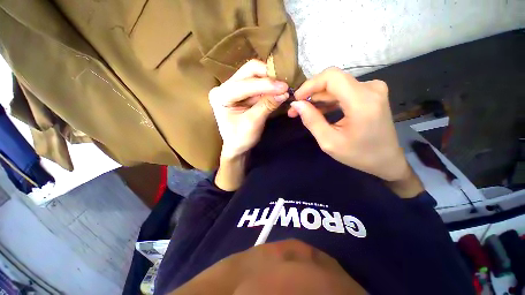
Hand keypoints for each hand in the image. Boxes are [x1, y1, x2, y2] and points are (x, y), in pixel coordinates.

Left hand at [209, 60, 288, 159]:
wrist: (237, 146)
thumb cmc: (241, 138)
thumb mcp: (253, 123)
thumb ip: (267, 105)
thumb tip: (284, 92)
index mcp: (221, 96)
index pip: (245, 84)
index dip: (266, 85)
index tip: (285, 87)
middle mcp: (224, 87)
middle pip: (249, 71)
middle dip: (268, 76)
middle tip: (284, 85)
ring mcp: (232, 87)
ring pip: (254, 75)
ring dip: (270, 81)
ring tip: (283, 88)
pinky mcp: (241, 91)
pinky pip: (257, 83)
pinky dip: (268, 87)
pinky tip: (277, 91)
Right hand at [288, 67, 408, 181]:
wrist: (386, 159)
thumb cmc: (358, 155)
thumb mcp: (329, 142)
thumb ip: (312, 121)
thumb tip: (296, 104)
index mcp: (362, 102)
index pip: (331, 77)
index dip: (310, 85)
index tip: (296, 99)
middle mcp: (370, 88)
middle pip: (332, 80)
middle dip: (310, 94)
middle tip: (295, 110)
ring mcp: (372, 89)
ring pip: (336, 86)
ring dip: (318, 98)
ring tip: (303, 112)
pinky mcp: (370, 93)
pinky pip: (343, 91)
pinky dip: (328, 100)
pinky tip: (318, 111)